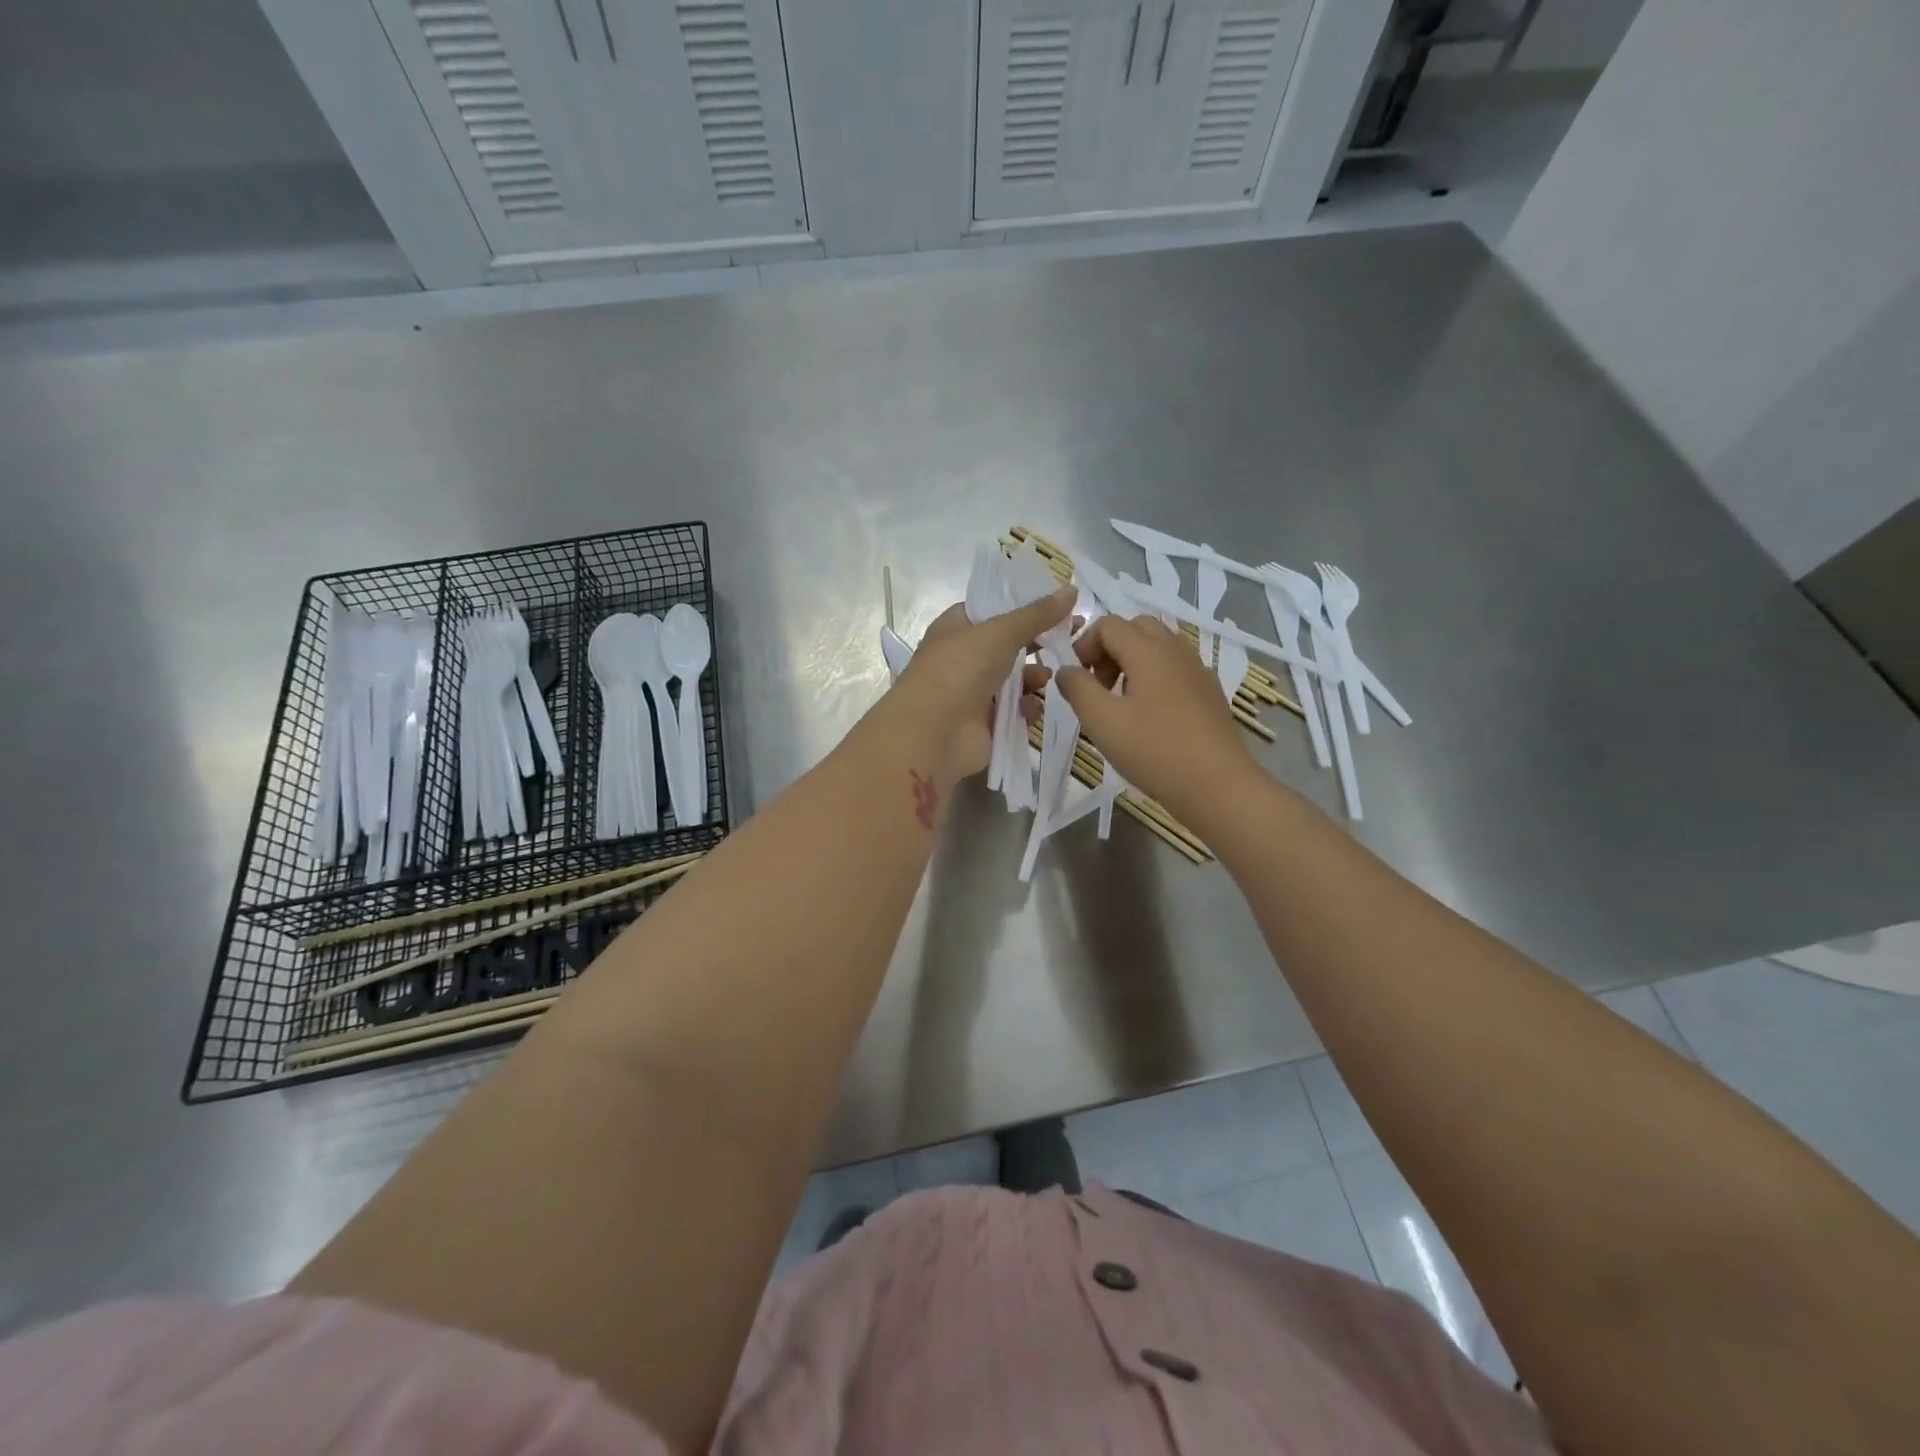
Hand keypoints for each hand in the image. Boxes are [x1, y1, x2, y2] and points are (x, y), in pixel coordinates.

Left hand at [894, 588, 1076, 787]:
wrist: (934, 732)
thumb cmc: (960, 669)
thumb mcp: (1000, 632)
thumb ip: (1037, 614)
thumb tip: (1071, 590)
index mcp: (956, 628)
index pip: (992, 609)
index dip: (1024, 605)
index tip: (1058, 603)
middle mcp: (964, 658)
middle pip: (1008, 645)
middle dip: (1038, 642)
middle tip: (1073, 635)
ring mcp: (974, 692)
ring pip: (1014, 679)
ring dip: (1034, 676)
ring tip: (1048, 676)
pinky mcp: (986, 723)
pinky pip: (1014, 710)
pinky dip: (1025, 707)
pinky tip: (1032, 705)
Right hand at [1056, 614, 1259, 823]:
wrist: (1218, 785)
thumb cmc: (1154, 750)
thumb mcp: (1102, 721)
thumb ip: (1077, 688)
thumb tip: (1066, 670)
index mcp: (1148, 650)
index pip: (1108, 625)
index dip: (1084, 645)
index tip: (1078, 681)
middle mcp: (1176, 650)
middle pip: (1136, 628)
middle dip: (1110, 649)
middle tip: (1099, 687)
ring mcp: (1198, 671)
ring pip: (1158, 648)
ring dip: (1132, 663)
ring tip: (1121, 704)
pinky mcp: (1210, 693)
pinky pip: (1175, 669)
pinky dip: (1154, 679)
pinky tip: (1150, 718)